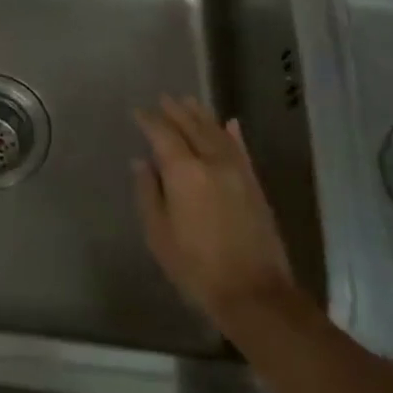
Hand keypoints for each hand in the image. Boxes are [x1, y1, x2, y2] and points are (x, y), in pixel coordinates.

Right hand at [133, 95, 297, 337]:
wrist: (254, 293)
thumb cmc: (196, 266)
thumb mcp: (159, 233)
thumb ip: (148, 192)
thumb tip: (141, 162)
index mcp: (184, 172)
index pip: (162, 134)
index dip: (149, 121)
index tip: (137, 112)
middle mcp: (211, 162)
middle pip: (192, 127)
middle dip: (176, 111)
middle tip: (164, 98)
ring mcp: (237, 172)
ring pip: (217, 133)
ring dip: (202, 115)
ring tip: (189, 101)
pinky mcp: (255, 185)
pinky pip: (241, 150)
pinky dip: (233, 134)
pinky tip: (230, 123)